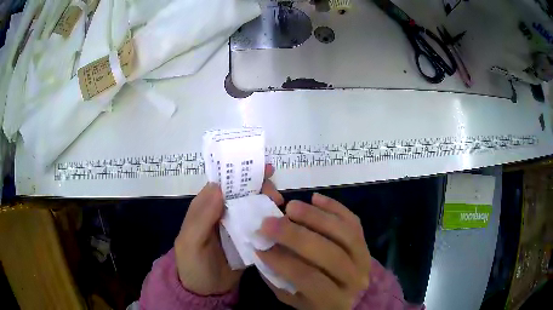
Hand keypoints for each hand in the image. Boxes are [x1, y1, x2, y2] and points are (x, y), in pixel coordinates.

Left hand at [174, 164, 283, 294]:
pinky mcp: (249, 239)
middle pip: (243, 193)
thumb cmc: (193, 265)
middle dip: (261, 188)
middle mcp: (223, 212)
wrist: (206, 291)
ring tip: (280, 207)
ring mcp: (237, 226)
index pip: (224, 183)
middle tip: (276, 196)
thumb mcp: (190, 242)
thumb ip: (201, 217)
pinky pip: (261, 226)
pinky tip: (283, 223)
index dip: (242, 174)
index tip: (264, 171)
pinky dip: (272, 221)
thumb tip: (218, 187)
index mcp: (206, 207)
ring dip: (268, 203)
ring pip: (254, 207)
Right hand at [257, 193, 370, 309]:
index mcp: (334, 299)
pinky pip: (353, 221)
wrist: (350, 296)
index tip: (260, 247)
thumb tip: (264, 249)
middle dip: (296, 236)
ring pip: (344, 234)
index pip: (309, 279)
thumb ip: (279, 279)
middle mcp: (355, 278)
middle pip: (329, 254)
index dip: (283, 262)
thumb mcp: (295, 298)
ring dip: (316, 217)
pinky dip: (334, 207)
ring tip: (291, 206)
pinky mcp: (366, 242)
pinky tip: (315, 198)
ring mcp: (364, 258)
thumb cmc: (316, 300)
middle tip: (269, 222)